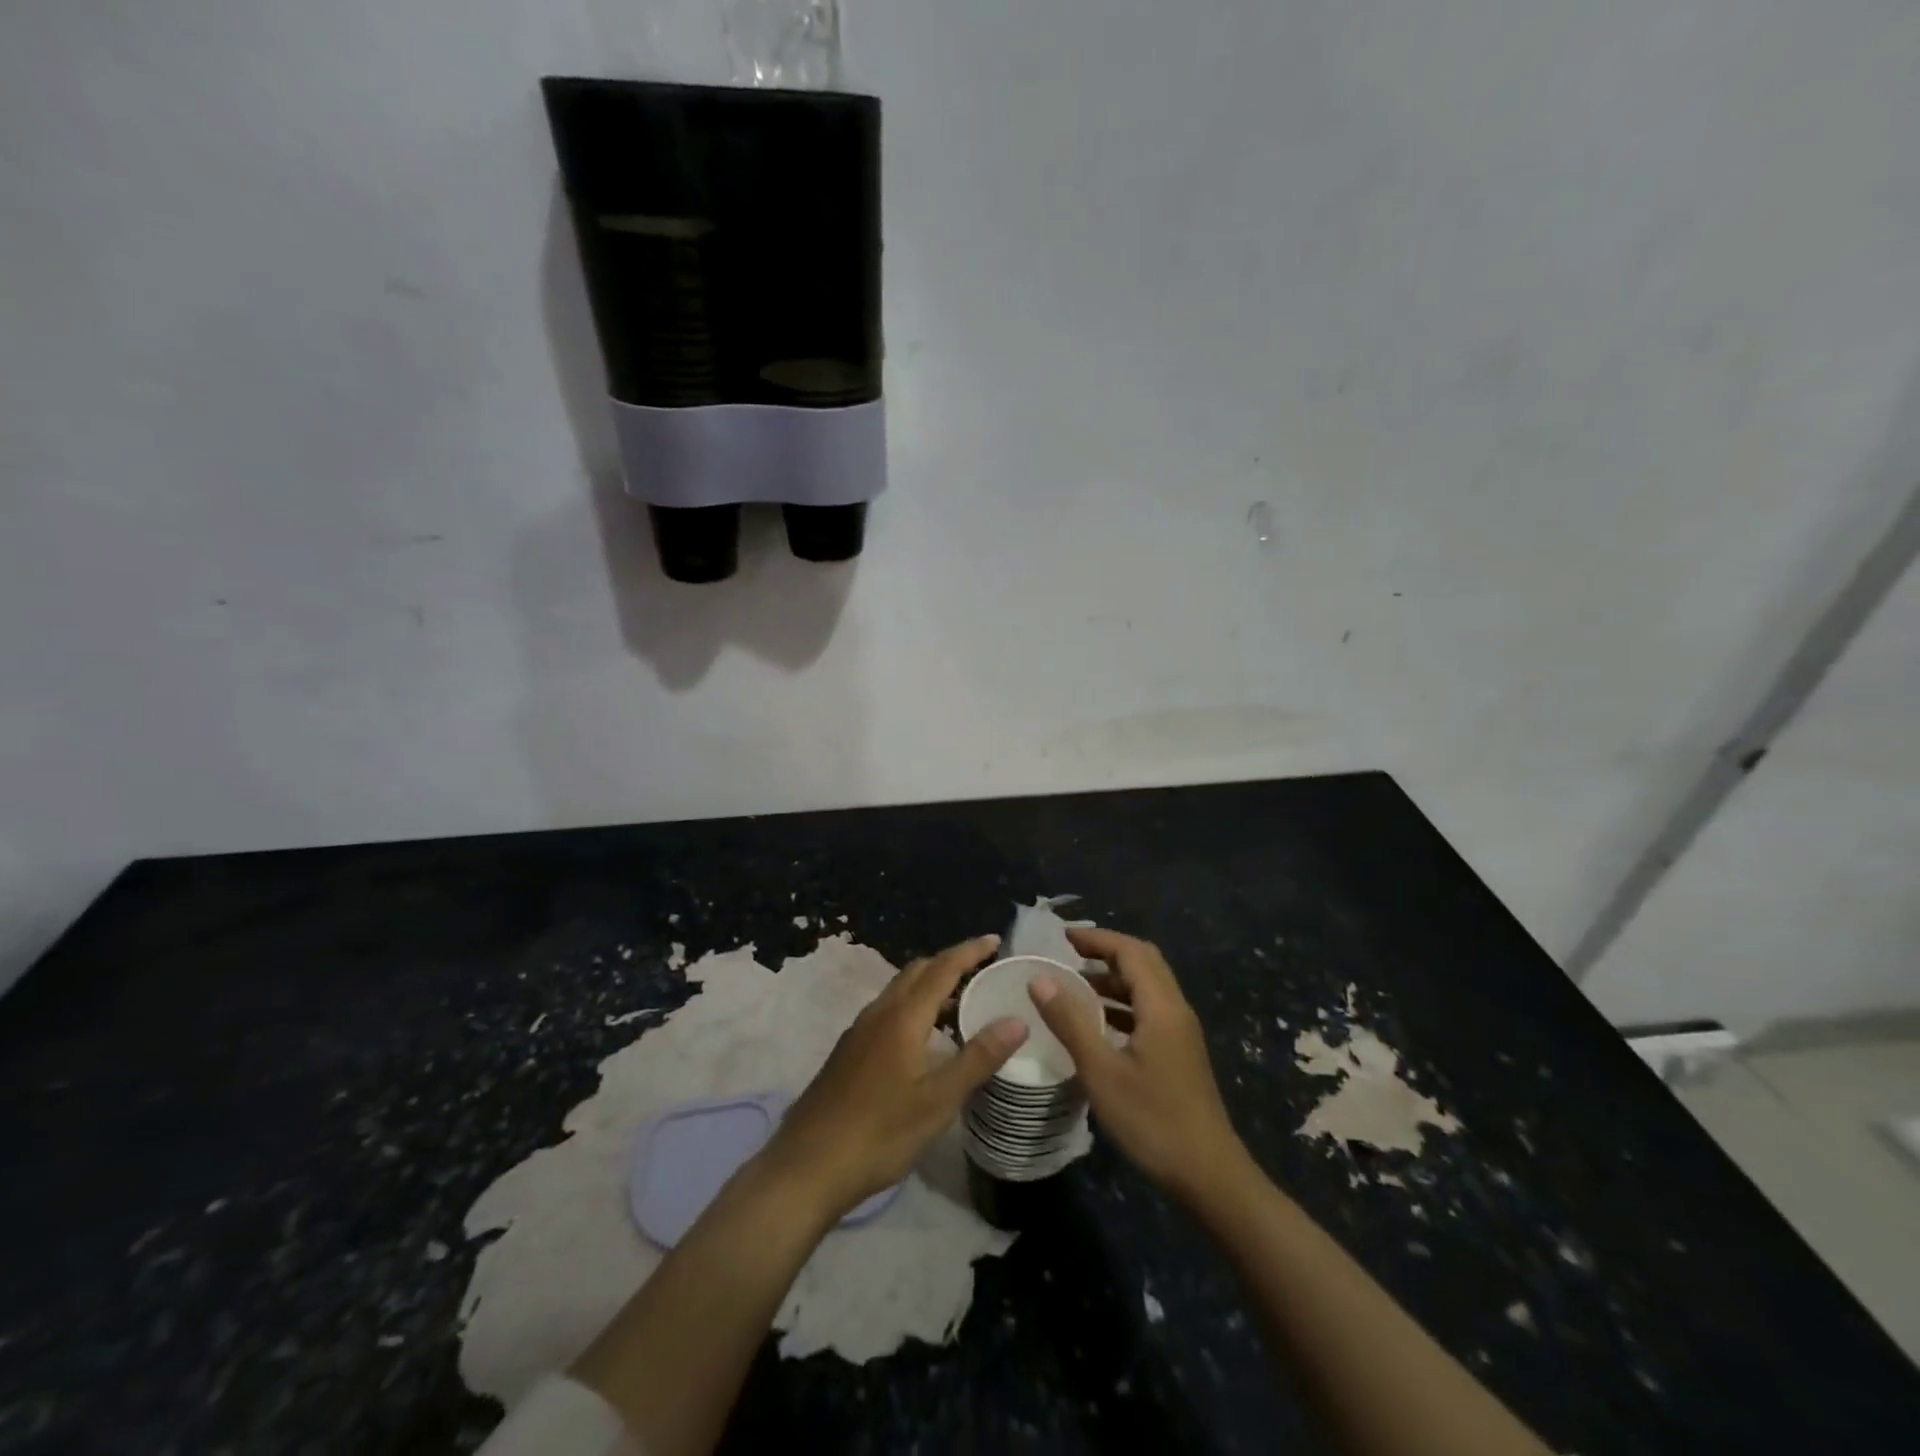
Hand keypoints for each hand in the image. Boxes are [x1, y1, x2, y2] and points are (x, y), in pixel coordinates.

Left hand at [762, 935, 1028, 1220]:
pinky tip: (925, 1040)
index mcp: (903, 1016)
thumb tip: (1018, 1020)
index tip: (996, 940)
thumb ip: (978, 1058)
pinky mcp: (849, 1051)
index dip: (970, 951)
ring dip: (931, 987)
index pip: (943, 968)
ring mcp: (860, 1031)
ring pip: (900, 991)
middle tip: (983, 971)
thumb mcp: (938, 1100)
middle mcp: (879, 1012)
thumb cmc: (879, 1132)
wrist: (807, 1166)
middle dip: (950, 963)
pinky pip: (889, 1011)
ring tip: (961, 1005)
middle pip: (918, 972)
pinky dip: (914, 1008)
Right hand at [1030, 927, 1246, 1203]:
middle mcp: (1176, 1010)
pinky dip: (1122, 1004)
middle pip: (1143, 962)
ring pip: (1147, 988)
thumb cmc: (1152, 1120)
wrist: (1209, 1176)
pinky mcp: (1180, 1053)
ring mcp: (1181, 1033)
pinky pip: (1148, 1011)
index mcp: (1161, 1006)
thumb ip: (1070, 1021)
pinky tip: (1097, 1025)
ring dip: (1113, 979)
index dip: (1097, 938)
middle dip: (1106, 952)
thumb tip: (1040, 979)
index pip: (1130, 951)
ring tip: (1074, 986)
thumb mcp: (1101, 1071)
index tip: (1062, 937)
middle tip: (1069, 955)